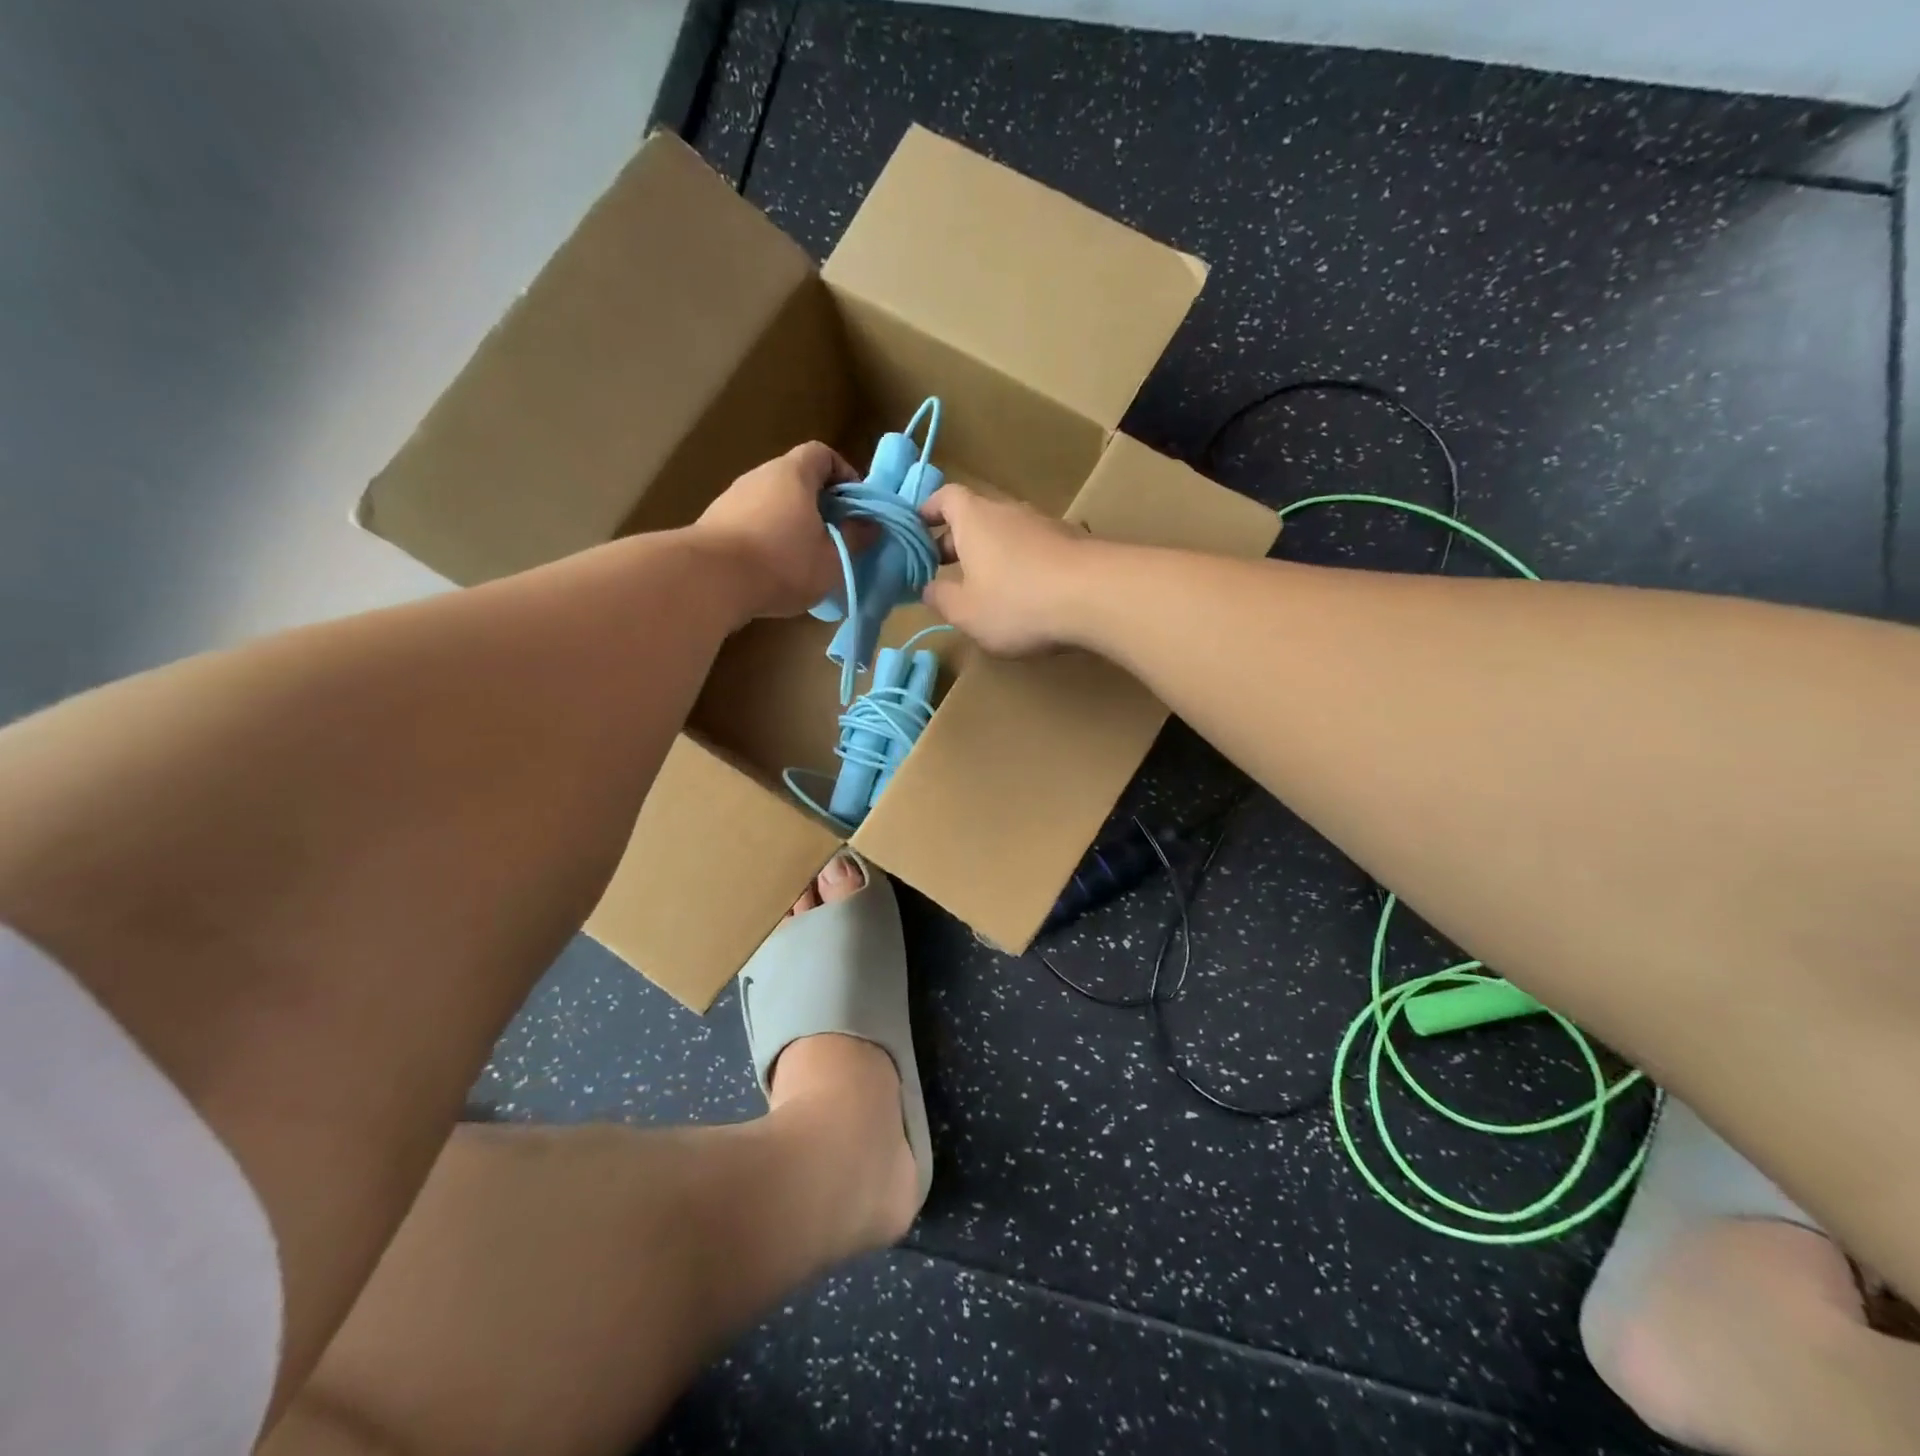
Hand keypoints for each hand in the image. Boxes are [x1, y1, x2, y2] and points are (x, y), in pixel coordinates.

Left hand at [693, 442, 857, 617]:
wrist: (710, 580)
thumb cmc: (783, 562)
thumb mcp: (833, 558)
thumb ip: (856, 538)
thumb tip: (872, 524)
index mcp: (793, 474)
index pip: (822, 454)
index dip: (844, 474)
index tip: (855, 506)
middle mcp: (760, 476)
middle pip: (796, 479)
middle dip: (819, 505)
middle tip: (835, 537)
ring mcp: (732, 499)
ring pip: (772, 503)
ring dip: (791, 524)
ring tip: (805, 559)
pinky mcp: (714, 524)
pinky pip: (750, 524)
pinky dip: (766, 539)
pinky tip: (773, 571)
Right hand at [920, 484, 1095, 654]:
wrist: (1097, 596)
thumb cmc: (1017, 601)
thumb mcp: (966, 612)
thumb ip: (941, 598)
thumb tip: (928, 588)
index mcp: (974, 518)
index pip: (945, 497)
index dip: (927, 512)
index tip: (916, 534)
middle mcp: (1008, 511)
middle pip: (975, 518)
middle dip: (955, 543)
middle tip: (942, 573)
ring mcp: (1044, 525)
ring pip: (1006, 535)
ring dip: (990, 557)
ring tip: (983, 591)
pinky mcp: (1072, 544)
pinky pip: (1034, 550)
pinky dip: (1021, 567)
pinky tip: (1024, 597)